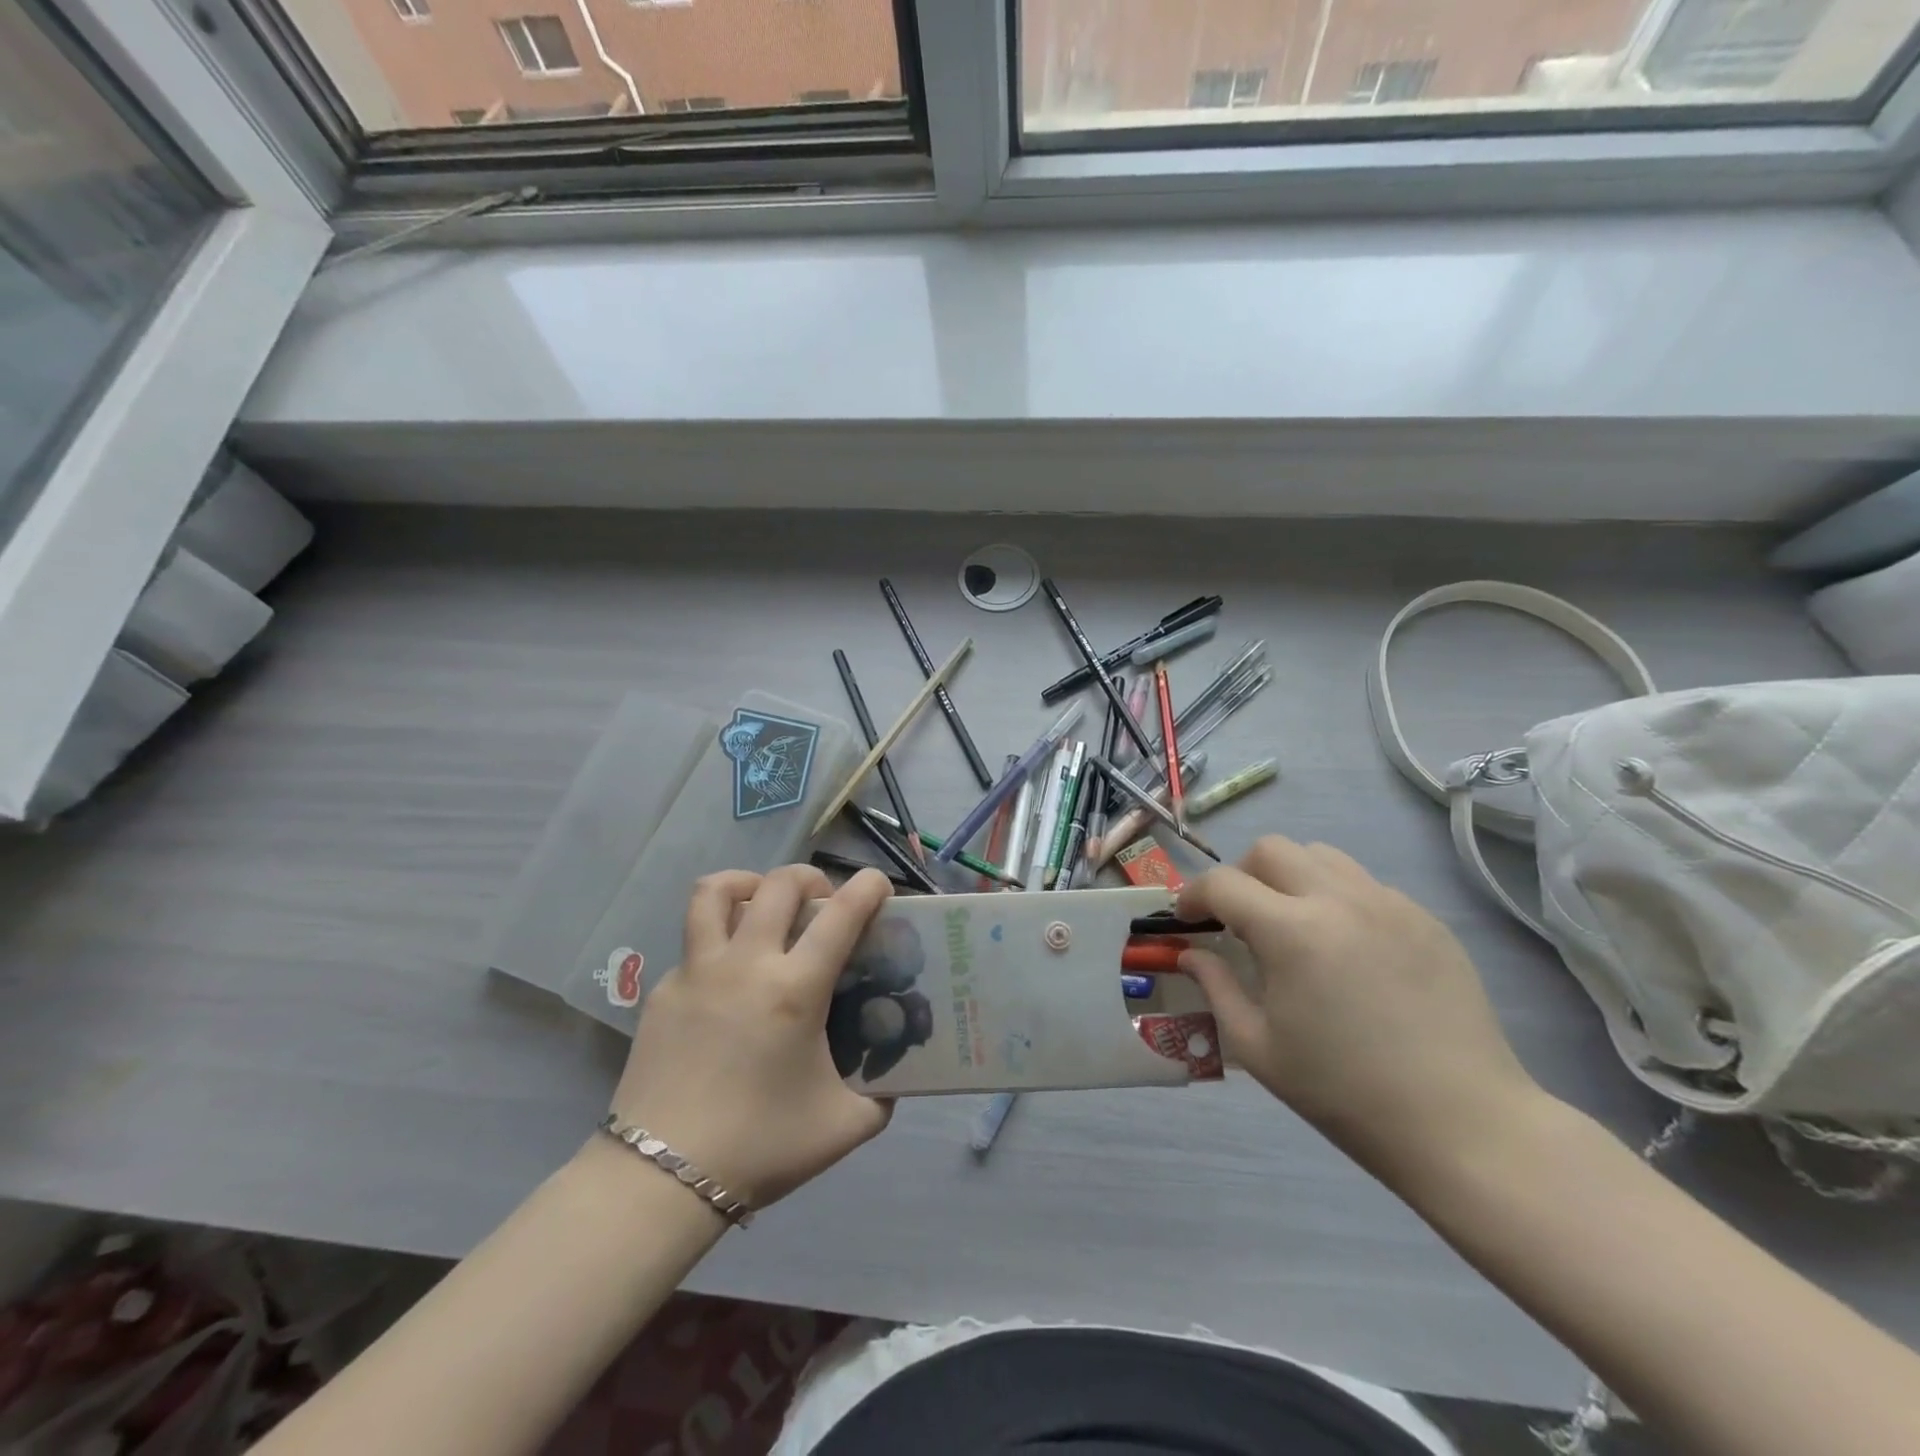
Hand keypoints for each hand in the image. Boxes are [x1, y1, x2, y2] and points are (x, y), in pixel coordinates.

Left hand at [607, 865, 895, 1210]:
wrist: (661, 1179)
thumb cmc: (760, 1147)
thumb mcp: (844, 1126)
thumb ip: (881, 1095)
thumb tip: (895, 1075)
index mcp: (794, 989)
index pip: (841, 914)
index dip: (868, 887)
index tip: (879, 886)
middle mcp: (745, 964)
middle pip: (779, 884)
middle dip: (811, 877)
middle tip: (822, 901)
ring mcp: (696, 971)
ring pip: (715, 892)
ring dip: (748, 883)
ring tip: (763, 905)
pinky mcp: (662, 990)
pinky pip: (694, 942)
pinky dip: (719, 940)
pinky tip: (728, 980)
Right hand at [1176, 836, 1544, 1185]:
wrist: (1462, 1124)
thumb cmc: (1345, 1092)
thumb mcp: (1258, 1046)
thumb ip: (1216, 987)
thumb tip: (1190, 954)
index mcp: (1291, 931)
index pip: (1223, 883)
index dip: (1194, 895)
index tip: (1187, 918)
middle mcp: (1338, 899)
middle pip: (1271, 849)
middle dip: (1241, 875)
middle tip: (1240, 919)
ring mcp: (1389, 903)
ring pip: (1321, 856)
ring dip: (1290, 876)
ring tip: (1293, 923)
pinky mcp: (1425, 918)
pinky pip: (1365, 884)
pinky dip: (1337, 898)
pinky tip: (1346, 948)